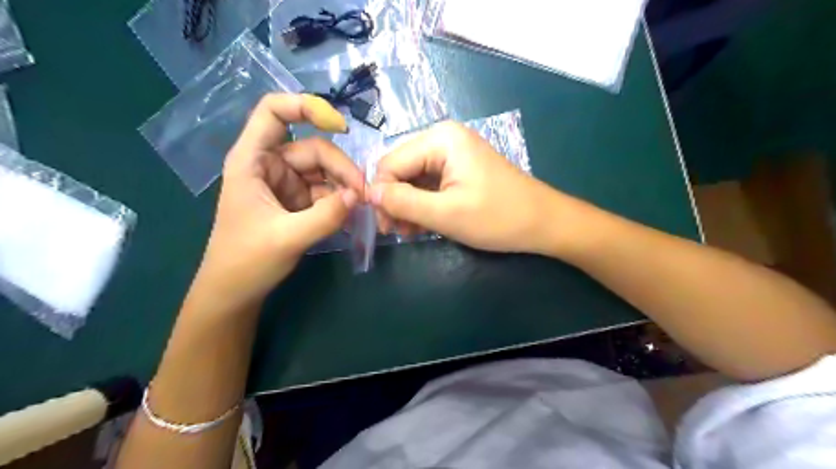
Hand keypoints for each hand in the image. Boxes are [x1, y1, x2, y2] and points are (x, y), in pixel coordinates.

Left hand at [194, 91, 365, 308]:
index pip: (273, 113)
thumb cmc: (246, 261)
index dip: (306, 107)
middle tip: (363, 195)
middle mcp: (271, 166)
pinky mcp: (298, 202)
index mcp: (252, 161)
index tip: (341, 127)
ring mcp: (286, 184)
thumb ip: (325, 216)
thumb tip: (358, 196)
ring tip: (360, 209)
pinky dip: (341, 202)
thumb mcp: (287, 238)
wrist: (235, 292)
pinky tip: (352, 217)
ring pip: (324, 172)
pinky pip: (326, 192)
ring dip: (345, 187)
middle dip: (341, 169)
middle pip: (313, 149)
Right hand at [368, 119, 564, 253]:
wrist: (543, 223)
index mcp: (440, 139)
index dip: (381, 195)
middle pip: (400, 169)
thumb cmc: (497, 218)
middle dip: (395, 201)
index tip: (385, 227)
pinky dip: (423, 204)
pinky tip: (424, 224)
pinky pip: (429, 184)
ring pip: (413, 178)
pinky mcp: (459, 169)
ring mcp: (452, 153)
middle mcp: (443, 139)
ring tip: (411, 232)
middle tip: (398, 232)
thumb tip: (369, 193)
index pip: (390, 163)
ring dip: (408, 206)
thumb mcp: (445, 213)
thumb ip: (403, 202)